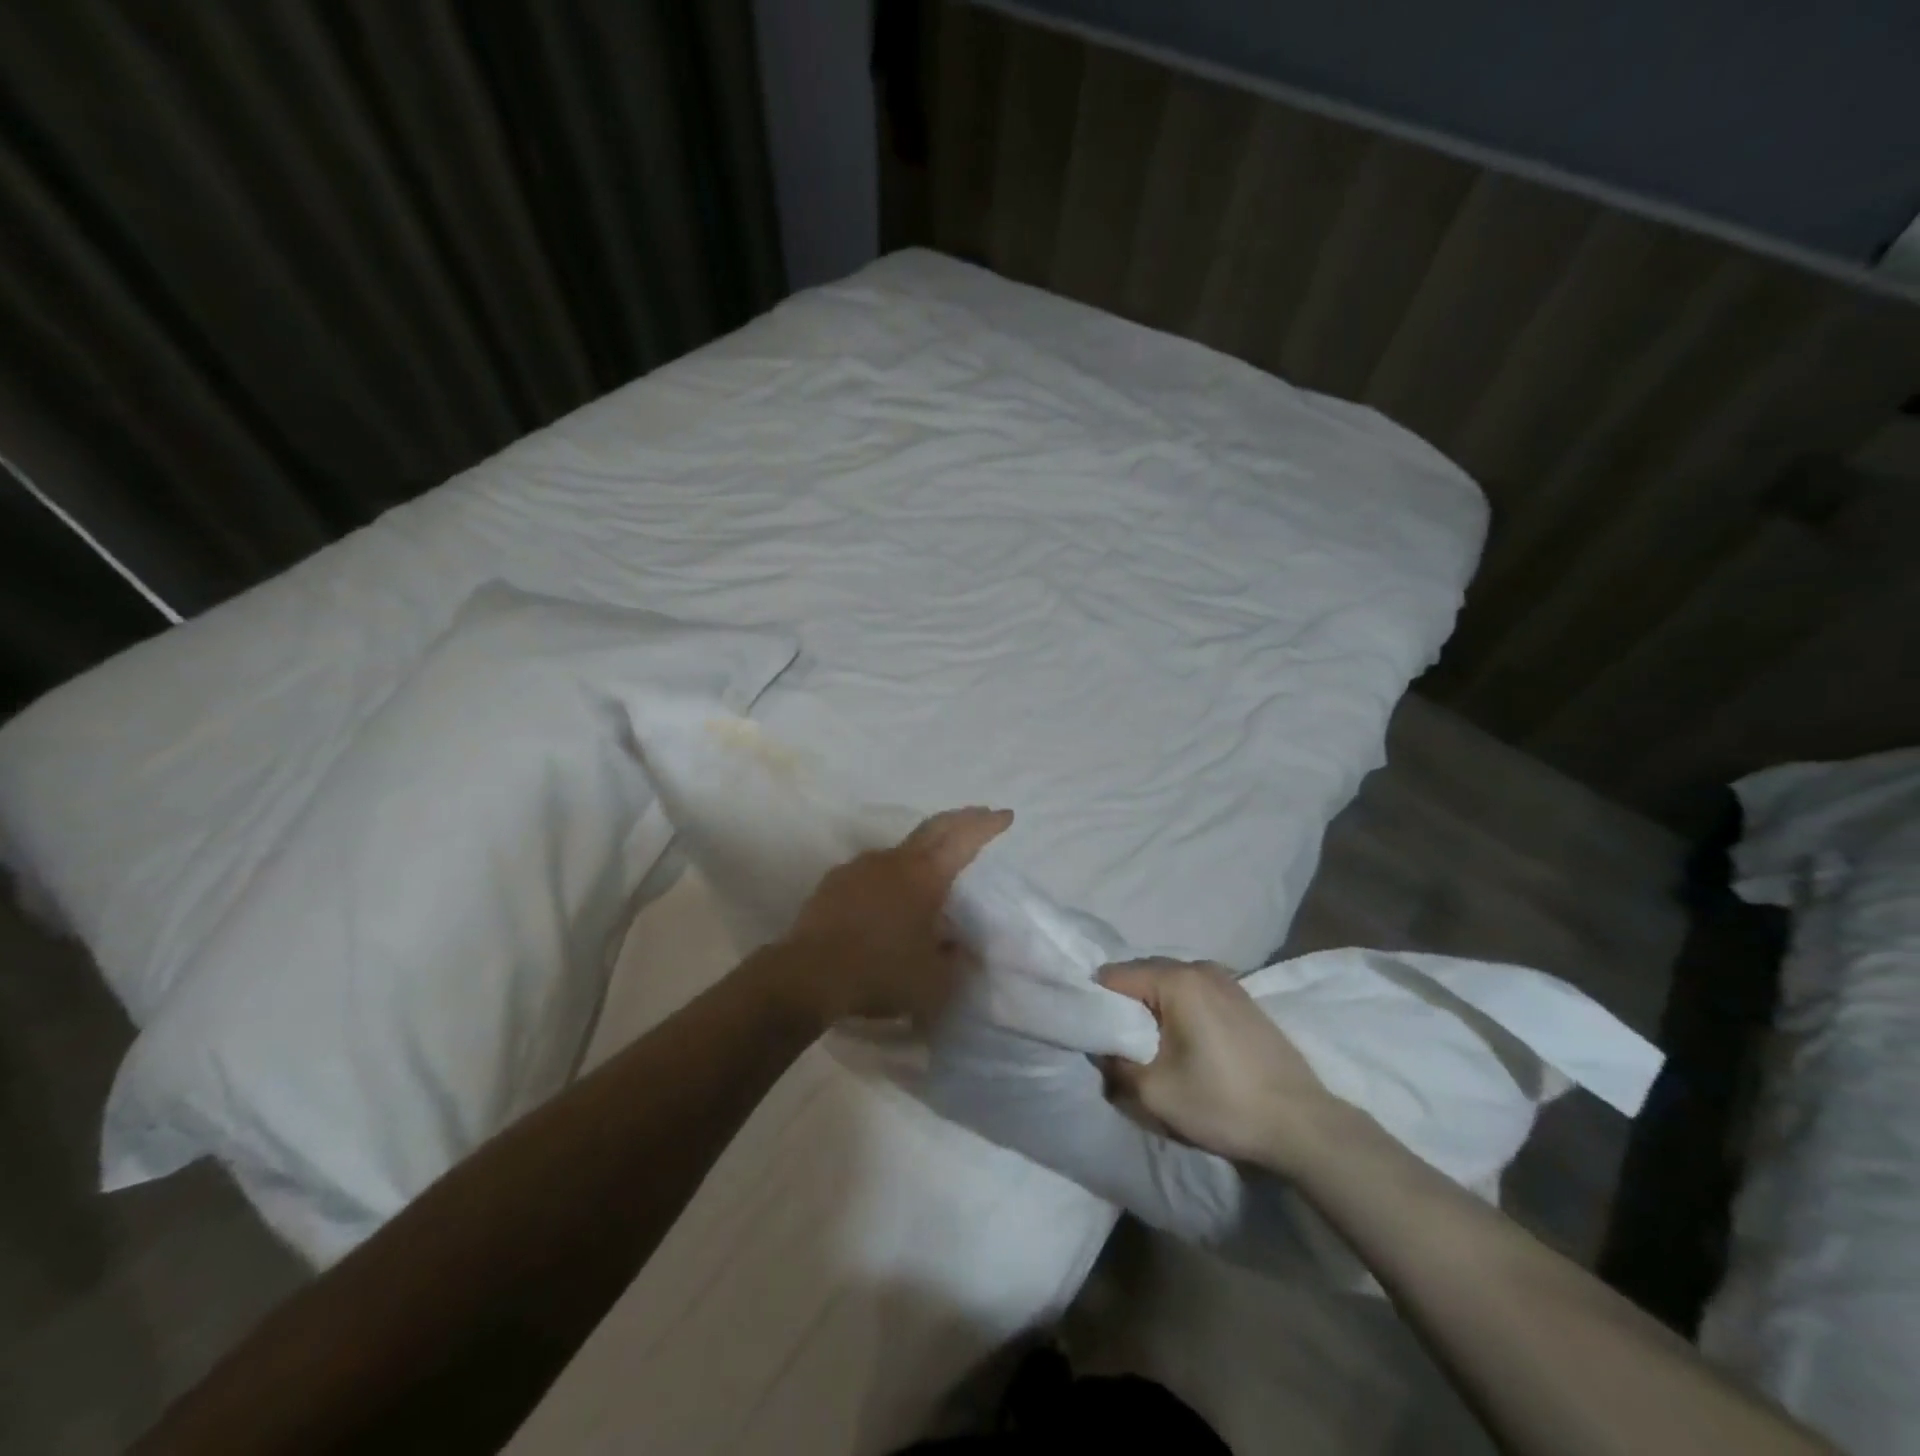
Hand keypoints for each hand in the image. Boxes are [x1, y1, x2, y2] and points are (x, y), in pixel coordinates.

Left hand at [779, 806, 1012, 1022]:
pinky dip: (890, 876)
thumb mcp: (934, 981)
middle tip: (979, 814)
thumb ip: (953, 960)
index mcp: (925, 876)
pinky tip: (887, 899)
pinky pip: (872, 872)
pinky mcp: (834, 882)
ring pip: (900, 851)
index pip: (963, 839)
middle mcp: (894, 861)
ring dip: (922, 852)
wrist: (808, 975)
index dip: (986, 825)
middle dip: (960, 819)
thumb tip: (957, 946)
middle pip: (933, 828)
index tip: (1005, 815)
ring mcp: (860, 867)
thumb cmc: (880, 972)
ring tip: (931, 872)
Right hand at [1097, 959, 1338, 1170]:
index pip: (1113, 976)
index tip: (1093, 1035)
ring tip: (1150, 1047)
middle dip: (1123, 1006)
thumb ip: (1115, 1064)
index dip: (1095, 1004)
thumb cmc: (1223, 1103)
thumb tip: (1101, 1049)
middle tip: (1118, 1045)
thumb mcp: (1154, 1092)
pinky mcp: (1242, 997)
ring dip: (1151, 1008)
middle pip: (1140, 974)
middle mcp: (1199, 967)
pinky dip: (1177, 1010)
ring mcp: (1226, 979)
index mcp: (1176, 979)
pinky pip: (1192, 992)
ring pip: (1167, 983)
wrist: (1303, 1125)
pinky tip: (1184, 1044)